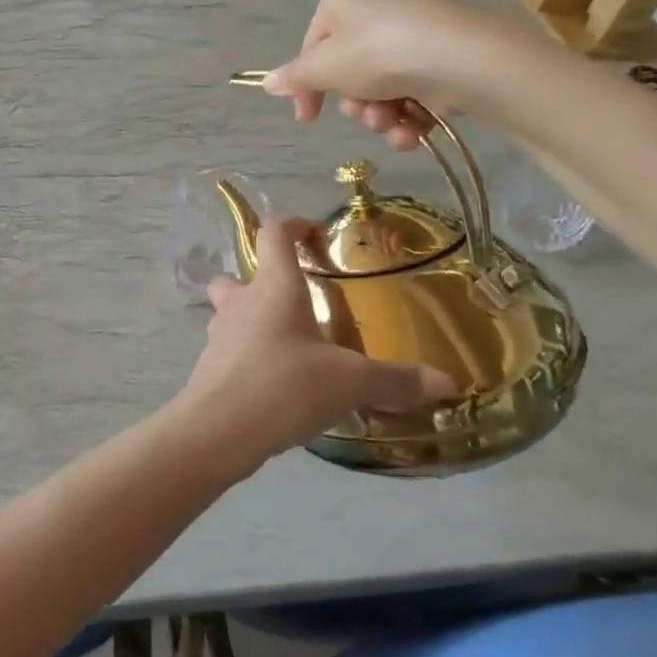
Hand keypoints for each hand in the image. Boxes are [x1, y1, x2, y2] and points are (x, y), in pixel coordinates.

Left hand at [175, 218, 453, 473]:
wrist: (218, 430)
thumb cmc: (285, 386)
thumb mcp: (350, 382)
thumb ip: (396, 380)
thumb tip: (447, 382)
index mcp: (274, 287)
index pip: (274, 234)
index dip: (292, 226)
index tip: (314, 235)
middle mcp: (241, 302)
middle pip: (240, 273)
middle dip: (264, 280)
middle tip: (298, 302)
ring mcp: (219, 334)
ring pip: (230, 311)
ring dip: (254, 318)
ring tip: (289, 344)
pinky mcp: (208, 366)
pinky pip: (230, 347)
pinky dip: (248, 354)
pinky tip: (274, 381)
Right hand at [262, 0, 528, 149]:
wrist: (461, 59)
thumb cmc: (378, 53)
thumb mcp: (324, 67)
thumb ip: (295, 78)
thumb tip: (266, 83)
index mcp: (342, 1)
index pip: (311, 47)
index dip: (307, 87)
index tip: (307, 119)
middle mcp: (374, 12)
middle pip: (347, 72)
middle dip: (354, 104)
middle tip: (364, 113)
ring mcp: (409, 36)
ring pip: (379, 89)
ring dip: (380, 116)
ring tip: (393, 123)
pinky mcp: (439, 60)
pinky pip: (410, 94)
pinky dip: (408, 118)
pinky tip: (413, 131)